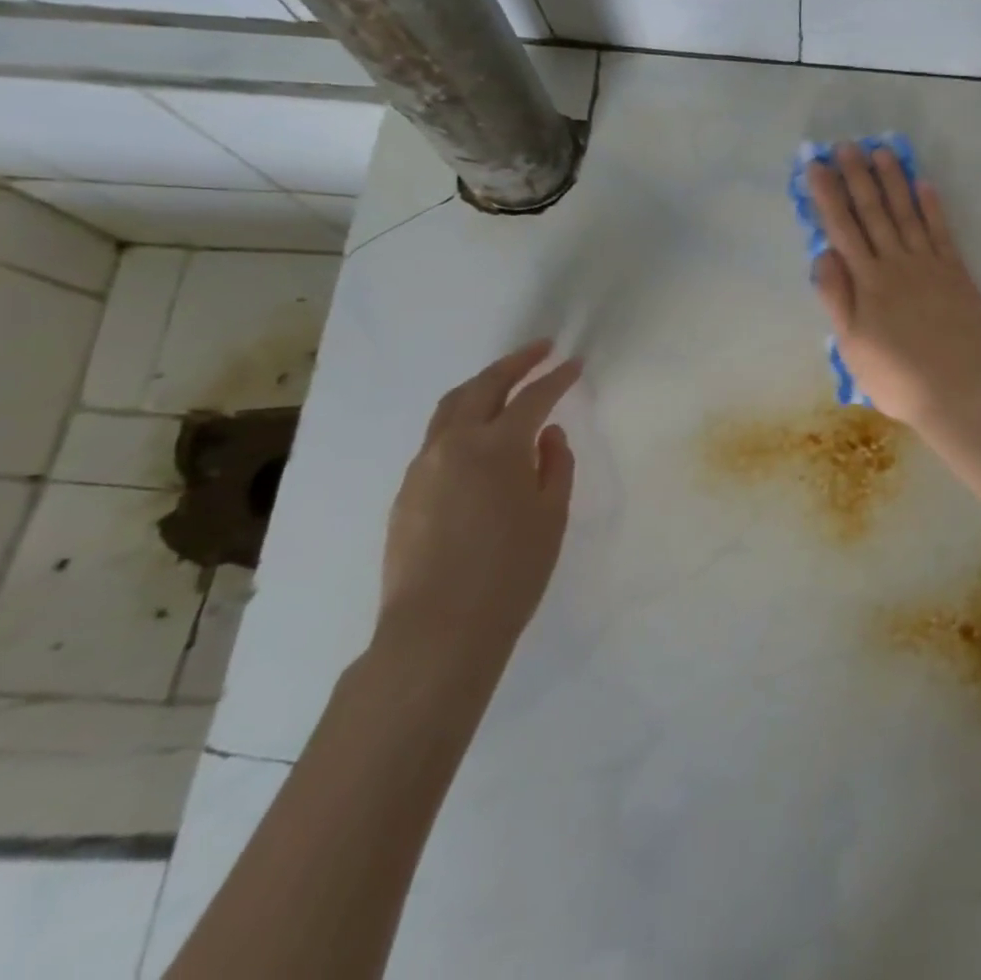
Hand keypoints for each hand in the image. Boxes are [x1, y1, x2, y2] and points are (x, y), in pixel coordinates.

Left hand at [377, 340, 580, 659]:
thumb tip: (548, 434)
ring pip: (451, 407)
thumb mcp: (550, 516)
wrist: (437, 631)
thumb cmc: (510, 573)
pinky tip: (478, 437)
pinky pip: (436, 438)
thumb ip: (555, 465)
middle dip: (514, 363)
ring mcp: (423, 466)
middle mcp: (453, 444)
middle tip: (540, 349)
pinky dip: (462, 420)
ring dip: (482, 386)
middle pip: (483, 386)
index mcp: (496, 446)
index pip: (532, 397)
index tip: (574, 362)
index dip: (556, 377)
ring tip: (505, 382)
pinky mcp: (406, 491)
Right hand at [808, 143, 980, 428]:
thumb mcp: (851, 346)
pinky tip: (924, 184)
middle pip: (874, 213)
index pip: (843, 229)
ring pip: (907, 214)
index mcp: (868, 282)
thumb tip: (822, 253)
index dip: (829, 195)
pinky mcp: (956, 273)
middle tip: (846, 145)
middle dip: (857, 177)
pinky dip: (933, 207)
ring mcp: (930, 266)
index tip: (817, 166)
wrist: (954, 393)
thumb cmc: (894, 376)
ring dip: (894, 181)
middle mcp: (897, 265)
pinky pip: (943, 233)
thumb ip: (837, 297)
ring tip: (882, 152)